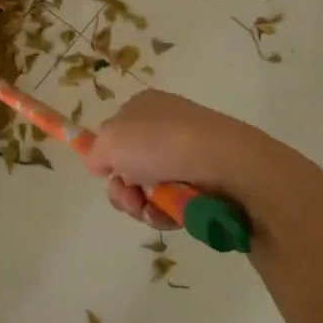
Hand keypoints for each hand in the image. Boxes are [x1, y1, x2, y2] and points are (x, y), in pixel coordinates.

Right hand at [85, 89, 287, 230]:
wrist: (226, 163)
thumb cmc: (161, 143)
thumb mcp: (110, 141)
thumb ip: (96, 153)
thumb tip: (101, 164)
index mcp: (144, 106)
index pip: (116, 132)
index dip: (108, 156)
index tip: (107, 173)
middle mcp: (166, 125)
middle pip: (130, 166)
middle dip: (124, 189)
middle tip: (130, 198)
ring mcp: (189, 153)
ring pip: (151, 189)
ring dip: (144, 205)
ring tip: (154, 210)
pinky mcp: (209, 180)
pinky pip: (176, 202)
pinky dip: (168, 213)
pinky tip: (172, 216)